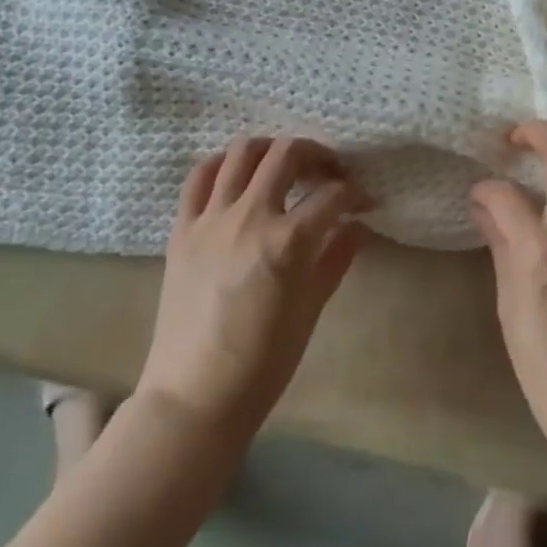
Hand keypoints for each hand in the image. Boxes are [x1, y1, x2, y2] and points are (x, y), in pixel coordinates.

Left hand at [137, 136, 370, 441]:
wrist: (195, 396)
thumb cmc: (263, 363)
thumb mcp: (311, 309)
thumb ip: (336, 258)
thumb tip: (356, 226)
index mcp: (288, 242)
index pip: (332, 196)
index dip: (355, 193)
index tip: (364, 201)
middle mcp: (250, 217)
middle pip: (287, 154)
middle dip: (317, 154)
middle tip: (329, 172)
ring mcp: (210, 219)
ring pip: (242, 153)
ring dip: (271, 150)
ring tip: (284, 166)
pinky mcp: (182, 228)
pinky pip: (198, 177)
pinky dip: (221, 164)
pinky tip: (236, 174)